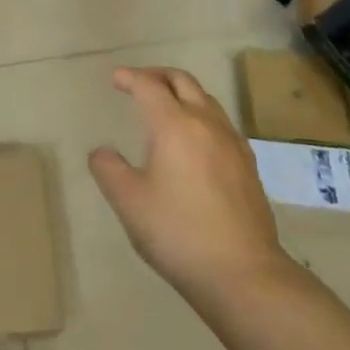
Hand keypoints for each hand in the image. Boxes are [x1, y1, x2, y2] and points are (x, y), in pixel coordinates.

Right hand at [88, 68, 289, 301]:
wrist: (243, 273)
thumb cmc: (178, 232)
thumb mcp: (128, 202)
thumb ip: (108, 169)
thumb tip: (102, 152)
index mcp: (174, 124)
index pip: (149, 86)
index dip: (130, 77)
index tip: (116, 79)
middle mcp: (206, 123)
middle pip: (182, 81)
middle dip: (158, 75)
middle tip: (139, 82)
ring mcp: (232, 142)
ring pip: (206, 99)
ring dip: (182, 92)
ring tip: (166, 106)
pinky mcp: (248, 165)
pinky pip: (221, 122)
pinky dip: (201, 115)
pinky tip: (195, 139)